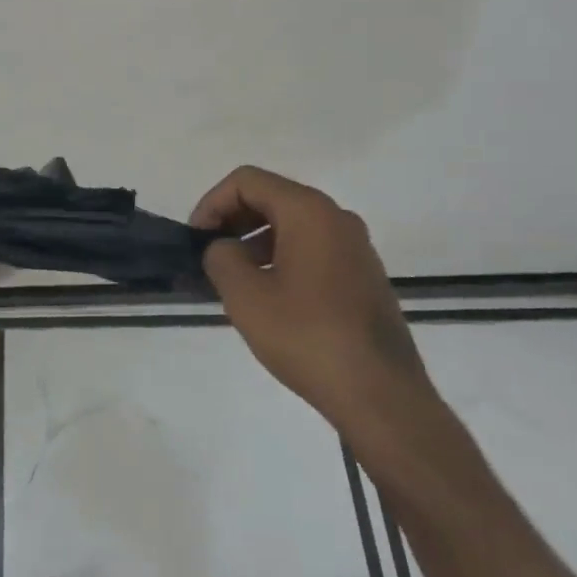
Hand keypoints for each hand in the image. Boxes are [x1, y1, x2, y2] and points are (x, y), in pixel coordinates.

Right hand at [192, 167, 433, 445]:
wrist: (381, 396)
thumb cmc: (307, 337)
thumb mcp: (245, 296)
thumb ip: (221, 257)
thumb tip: (222, 248)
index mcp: (309, 211)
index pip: (247, 181)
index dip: (212, 203)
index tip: (195, 240)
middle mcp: (337, 218)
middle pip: (271, 197)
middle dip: (232, 220)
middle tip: (208, 256)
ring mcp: (356, 247)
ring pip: (292, 225)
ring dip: (255, 242)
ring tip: (233, 280)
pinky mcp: (364, 276)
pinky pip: (312, 249)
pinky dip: (281, 258)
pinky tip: (268, 297)